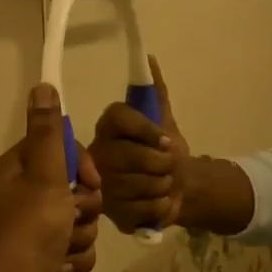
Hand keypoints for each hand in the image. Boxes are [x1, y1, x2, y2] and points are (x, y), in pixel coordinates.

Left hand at [0, 83, 102, 271]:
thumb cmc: (28, 228)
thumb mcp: (44, 174)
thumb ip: (48, 132)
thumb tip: (43, 85)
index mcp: (19, 169)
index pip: (65, 150)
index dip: (83, 166)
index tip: (88, 181)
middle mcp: (26, 194)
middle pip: (79, 188)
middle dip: (83, 207)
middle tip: (71, 216)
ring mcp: (38, 228)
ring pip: (83, 221)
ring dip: (79, 236)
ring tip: (61, 248)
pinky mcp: (49, 256)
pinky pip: (79, 248)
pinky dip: (74, 259)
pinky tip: (59, 268)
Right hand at [90, 56, 191, 233]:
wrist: (175, 187)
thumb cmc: (165, 151)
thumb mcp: (164, 120)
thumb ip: (156, 93)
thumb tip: (149, 59)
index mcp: (108, 126)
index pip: (120, 117)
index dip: (146, 130)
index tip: (167, 141)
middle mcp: (97, 153)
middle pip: (132, 155)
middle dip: (162, 163)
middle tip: (168, 166)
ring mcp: (100, 185)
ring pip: (139, 183)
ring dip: (163, 185)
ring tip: (163, 183)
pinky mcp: (109, 212)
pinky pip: (141, 209)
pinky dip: (159, 206)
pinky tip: (157, 202)